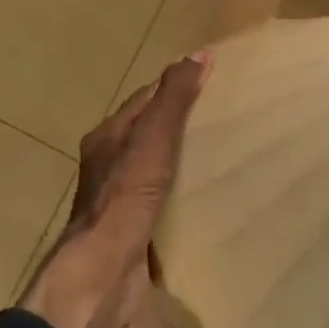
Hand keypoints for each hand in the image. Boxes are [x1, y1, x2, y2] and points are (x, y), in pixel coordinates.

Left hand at [21, 55, 209, 327]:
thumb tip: (199, 54)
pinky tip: (210, 198)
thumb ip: (174, 99)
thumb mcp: (153, 138)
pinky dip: (185, 195)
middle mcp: (109, 164)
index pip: (145, 100)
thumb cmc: (126, 197)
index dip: (174, 87)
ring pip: (157, 169)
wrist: (103, 272)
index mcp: (108, 136)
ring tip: (225, 156)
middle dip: (181, 125)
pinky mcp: (134, 230)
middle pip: (149, 134)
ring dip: (184, 162)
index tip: (212, 82)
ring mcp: (120, 200)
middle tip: (225, 120)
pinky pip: (164, 202)